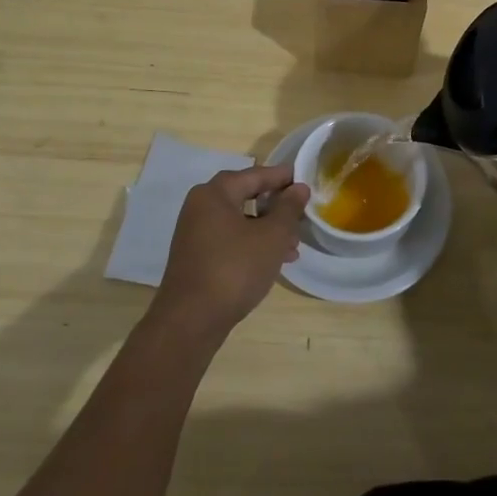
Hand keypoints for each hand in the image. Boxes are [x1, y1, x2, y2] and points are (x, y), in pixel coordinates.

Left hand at [151, 165, 309, 335]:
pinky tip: (273, 262)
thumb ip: (288, 208)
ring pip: (240, 221)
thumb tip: (298, 187)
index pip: (255, 175)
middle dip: (276, 207)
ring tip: (293, 247)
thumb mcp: (272, 236)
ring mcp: (195, 233)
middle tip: (301, 216)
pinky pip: (230, 240)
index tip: (306, 180)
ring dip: (268, 230)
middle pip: (246, 196)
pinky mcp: (196, 257)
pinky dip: (252, 244)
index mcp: (215, 193)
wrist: (190, 321)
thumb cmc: (235, 268)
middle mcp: (201, 207)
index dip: (282, 177)